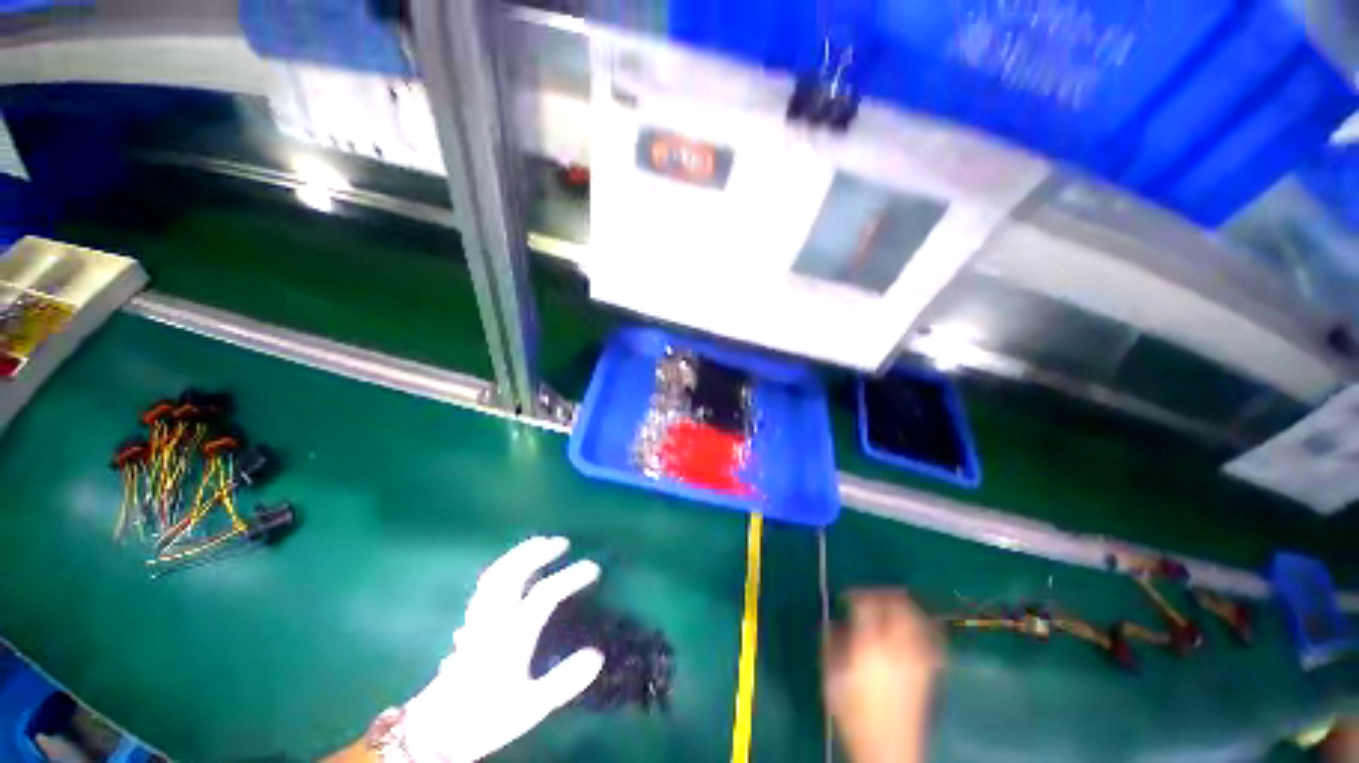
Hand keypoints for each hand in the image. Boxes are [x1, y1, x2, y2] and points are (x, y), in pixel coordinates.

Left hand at [384, 537, 604, 761]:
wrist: (435, 733)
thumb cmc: (485, 719)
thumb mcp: (530, 707)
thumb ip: (564, 681)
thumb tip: (597, 656)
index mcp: (511, 634)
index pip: (546, 594)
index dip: (571, 577)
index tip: (593, 568)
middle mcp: (493, 619)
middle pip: (514, 572)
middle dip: (539, 552)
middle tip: (561, 542)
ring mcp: (478, 618)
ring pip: (496, 574)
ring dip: (519, 553)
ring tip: (538, 543)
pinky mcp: (469, 623)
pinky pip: (486, 585)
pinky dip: (503, 568)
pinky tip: (510, 568)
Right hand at [824, 590, 942, 762]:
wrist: (888, 751)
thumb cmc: (854, 715)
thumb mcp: (831, 679)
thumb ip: (831, 645)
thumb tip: (833, 623)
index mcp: (868, 645)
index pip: (866, 604)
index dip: (856, 594)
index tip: (847, 598)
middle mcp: (896, 647)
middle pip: (898, 606)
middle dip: (885, 594)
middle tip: (872, 593)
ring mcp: (917, 659)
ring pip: (918, 619)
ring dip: (906, 606)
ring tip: (894, 603)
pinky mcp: (929, 673)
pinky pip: (933, 640)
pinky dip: (926, 627)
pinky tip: (919, 627)